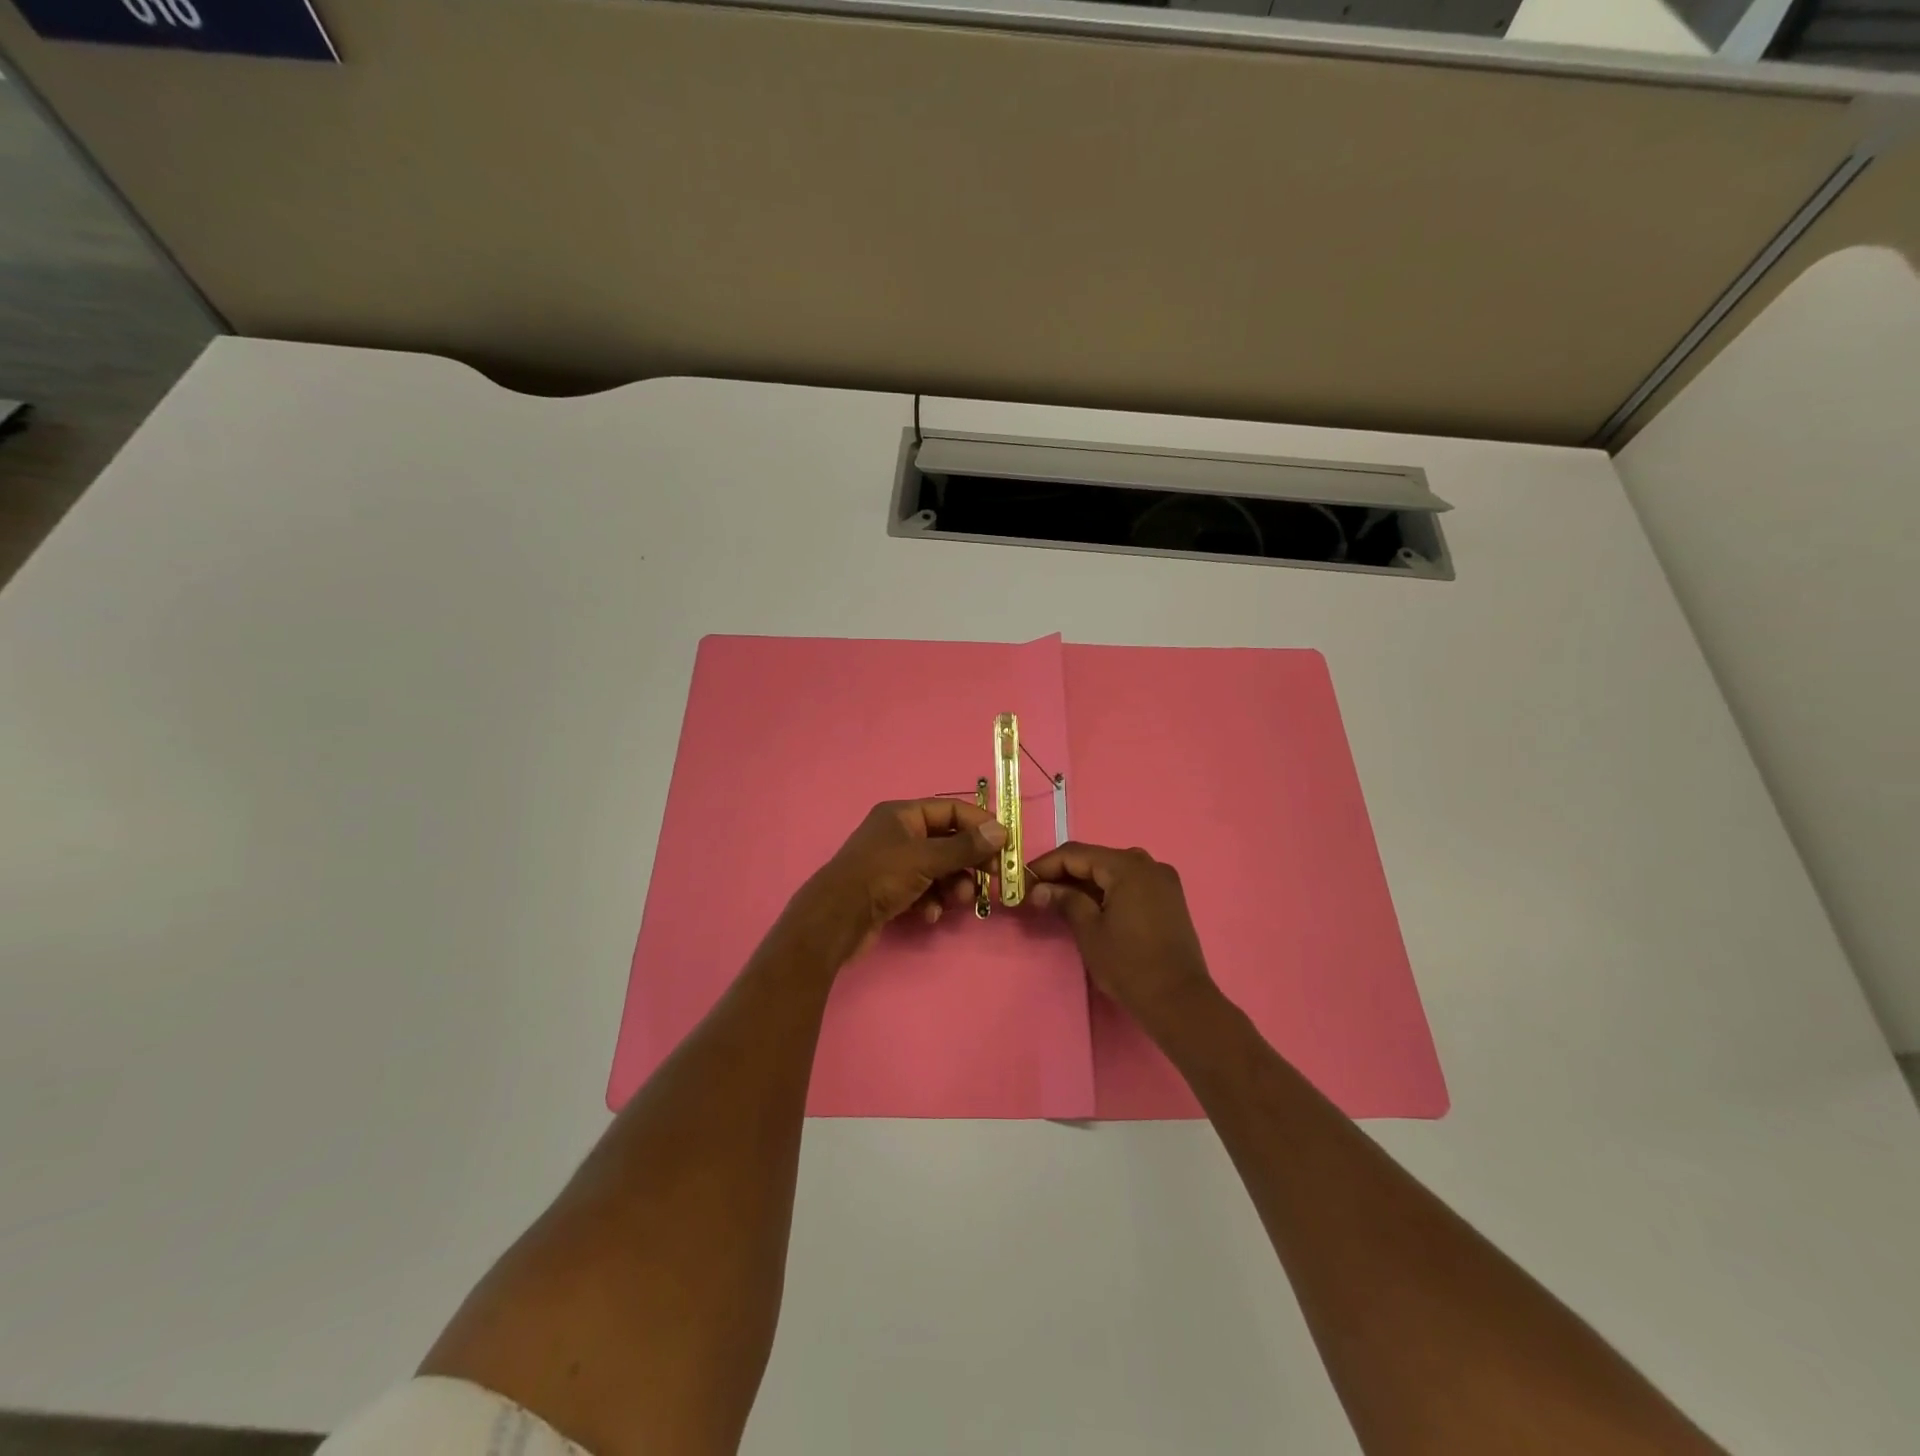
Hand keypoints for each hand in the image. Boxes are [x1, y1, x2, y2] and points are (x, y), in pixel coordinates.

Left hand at [789, 799, 1006, 963]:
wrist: (836, 919)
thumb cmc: (880, 877)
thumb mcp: (926, 859)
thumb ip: (964, 847)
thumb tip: (1000, 831)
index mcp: (902, 815)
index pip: (950, 810)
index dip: (979, 825)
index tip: (1004, 845)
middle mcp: (898, 834)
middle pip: (947, 841)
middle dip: (969, 861)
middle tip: (992, 878)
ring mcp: (893, 863)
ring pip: (938, 869)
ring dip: (954, 884)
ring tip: (960, 900)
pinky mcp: (890, 891)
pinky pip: (923, 890)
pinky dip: (932, 901)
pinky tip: (930, 914)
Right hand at [1027, 842, 1216, 1028]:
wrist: (1179, 1000)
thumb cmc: (1129, 964)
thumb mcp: (1089, 931)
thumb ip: (1065, 901)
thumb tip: (1040, 889)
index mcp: (1127, 866)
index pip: (1076, 854)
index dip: (1046, 865)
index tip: (1023, 880)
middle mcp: (1148, 864)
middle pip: (1096, 859)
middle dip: (1065, 873)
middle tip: (1038, 892)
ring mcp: (1162, 880)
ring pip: (1113, 871)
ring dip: (1085, 882)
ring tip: (1059, 900)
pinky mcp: (1169, 898)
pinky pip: (1130, 883)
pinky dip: (1107, 890)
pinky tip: (1090, 906)